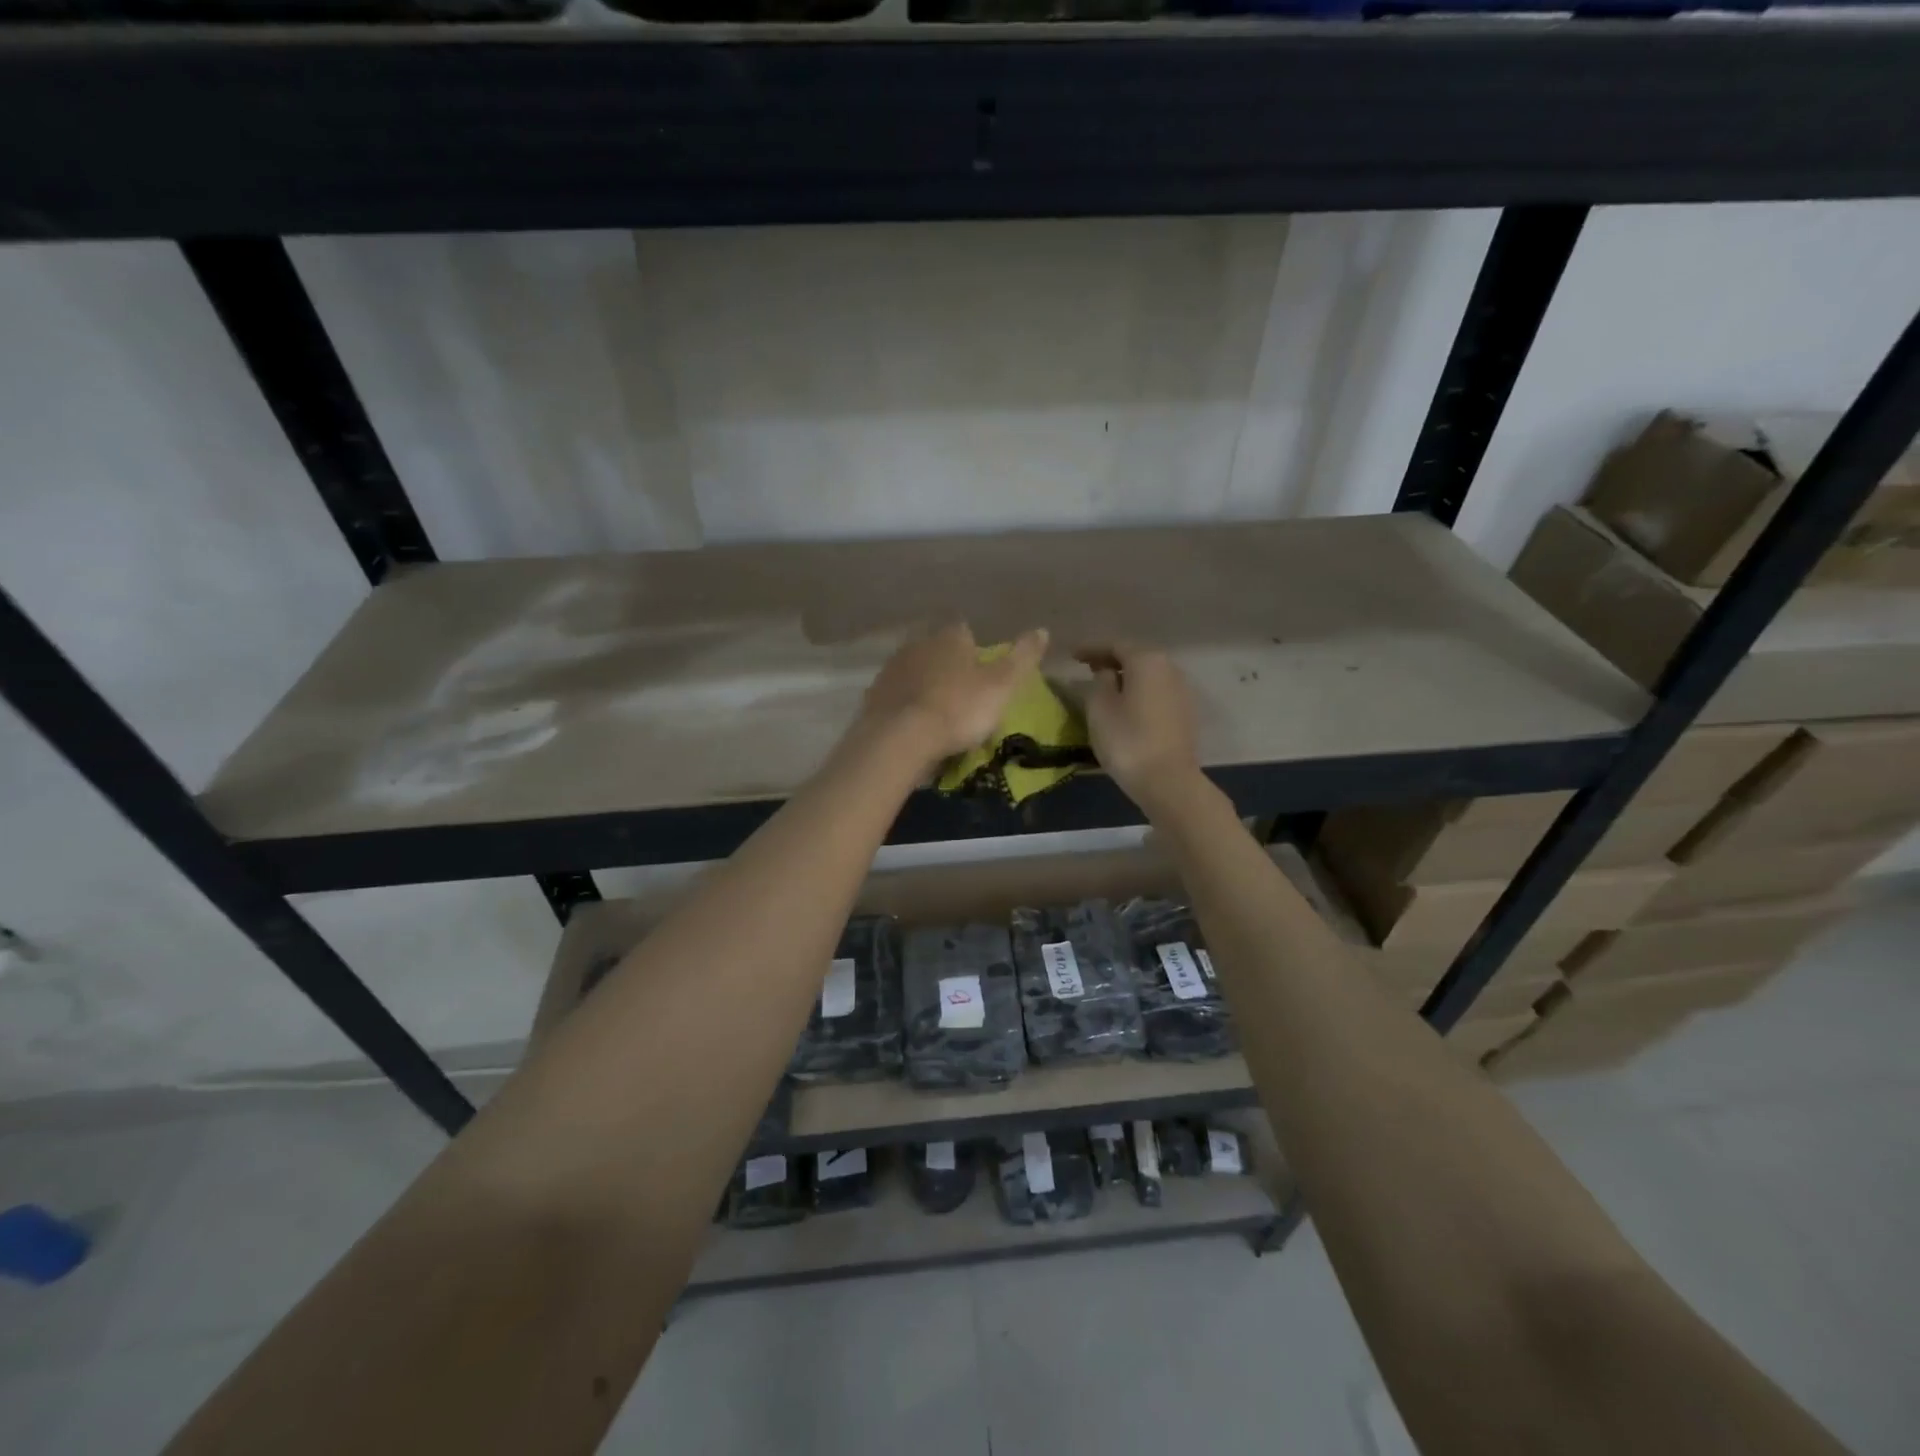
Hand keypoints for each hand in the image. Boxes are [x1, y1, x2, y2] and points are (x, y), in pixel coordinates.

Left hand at [860, 622, 1049, 768]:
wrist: (901, 739)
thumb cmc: (958, 709)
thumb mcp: (1001, 685)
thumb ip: (1022, 657)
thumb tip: (1043, 629)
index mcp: (949, 638)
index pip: (964, 632)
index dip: (974, 649)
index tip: (981, 671)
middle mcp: (917, 645)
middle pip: (936, 650)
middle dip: (947, 666)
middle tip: (961, 694)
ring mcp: (891, 670)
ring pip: (913, 672)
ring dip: (924, 685)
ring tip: (937, 712)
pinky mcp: (874, 697)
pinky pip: (895, 697)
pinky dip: (905, 706)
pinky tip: (913, 725)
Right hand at [1077, 643, 1202, 813]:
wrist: (1168, 781)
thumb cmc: (1127, 740)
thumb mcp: (1099, 707)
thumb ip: (1098, 682)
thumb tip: (1106, 673)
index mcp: (1147, 660)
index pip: (1114, 645)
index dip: (1091, 648)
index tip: (1071, 655)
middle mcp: (1169, 668)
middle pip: (1135, 656)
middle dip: (1110, 660)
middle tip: (1086, 667)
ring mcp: (1181, 691)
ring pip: (1148, 675)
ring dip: (1126, 677)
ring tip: (1104, 687)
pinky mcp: (1185, 713)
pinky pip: (1156, 692)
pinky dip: (1138, 692)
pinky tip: (1125, 705)